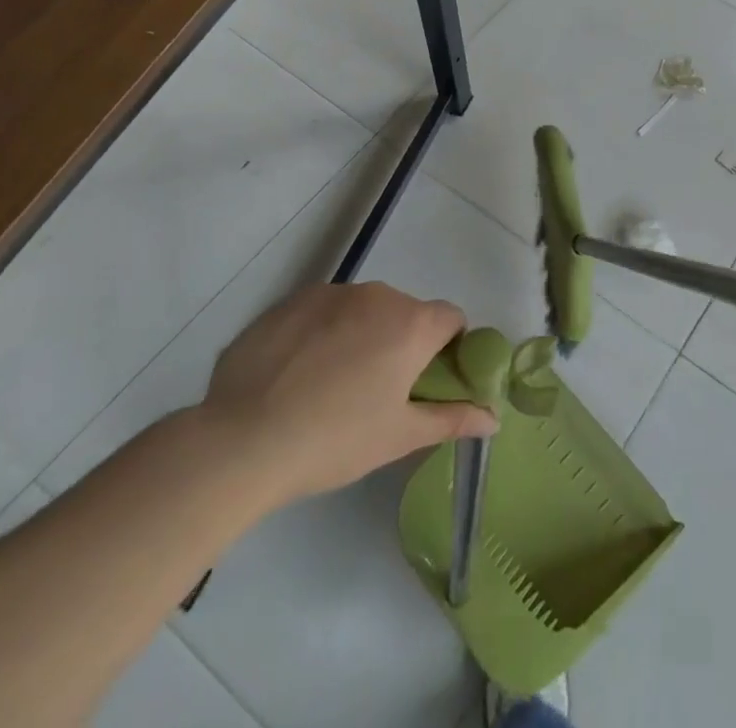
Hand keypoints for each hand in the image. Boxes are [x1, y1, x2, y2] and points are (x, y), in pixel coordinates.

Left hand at [199, 281, 496, 507]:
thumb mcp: (399, 436)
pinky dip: (320, 334)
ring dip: (360, 335)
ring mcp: (331, 293)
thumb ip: (452, 419)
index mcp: (412, 324)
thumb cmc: (334, 440)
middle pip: (406, 312)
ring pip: (362, 310)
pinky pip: (321, 312)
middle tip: (376, 392)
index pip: (451, 319)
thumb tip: (495, 419)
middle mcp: (379, 295)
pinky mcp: (290, 301)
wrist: (240, 442)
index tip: (428, 381)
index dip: (448, 348)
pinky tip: (294, 375)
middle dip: (400, 343)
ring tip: (328, 385)